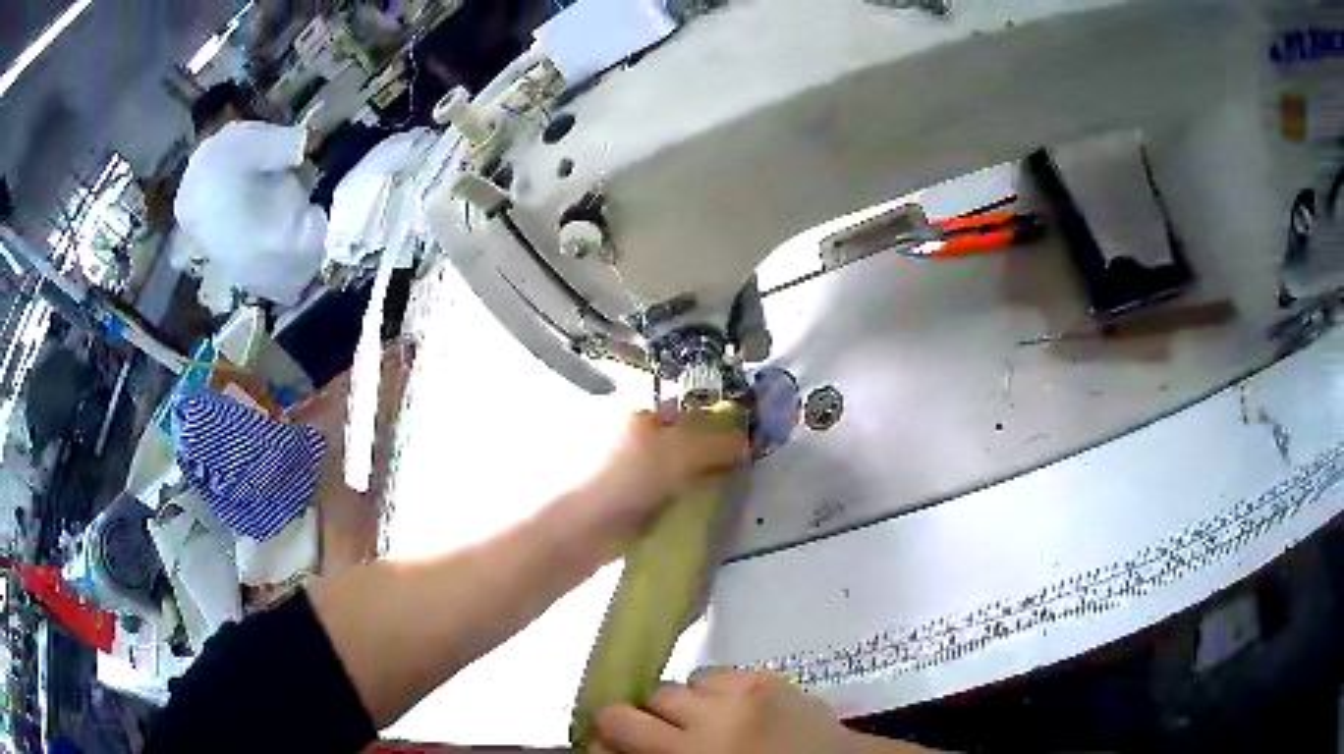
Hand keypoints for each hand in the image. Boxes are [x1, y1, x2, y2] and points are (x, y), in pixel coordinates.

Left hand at [579, 410, 747, 542]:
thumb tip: (748, 438)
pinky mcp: (619, 504)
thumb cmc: (615, 478)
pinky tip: (700, 517)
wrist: (566, 535)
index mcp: (630, 406)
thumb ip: (714, 442)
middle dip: (710, 454)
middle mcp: (623, 432)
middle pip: (679, 438)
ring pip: (671, 471)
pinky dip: (678, 505)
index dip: (717, 418)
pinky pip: (660, 499)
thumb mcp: (673, 451)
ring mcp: (618, 471)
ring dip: (696, 483)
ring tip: (729, 496)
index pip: (684, 403)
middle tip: (743, 470)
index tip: (748, 440)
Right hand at [595, 671, 849, 753]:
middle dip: (648, 716)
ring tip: (706, 721)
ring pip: (681, 683)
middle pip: (649, 699)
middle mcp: (707, 720)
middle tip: (666, 736)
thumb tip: (616, 749)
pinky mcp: (768, 678)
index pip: (617, 725)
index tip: (611, 742)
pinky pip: (718, 674)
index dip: (606, 732)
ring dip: (685, 703)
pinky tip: (735, 710)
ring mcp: (740, 694)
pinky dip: (717, 692)